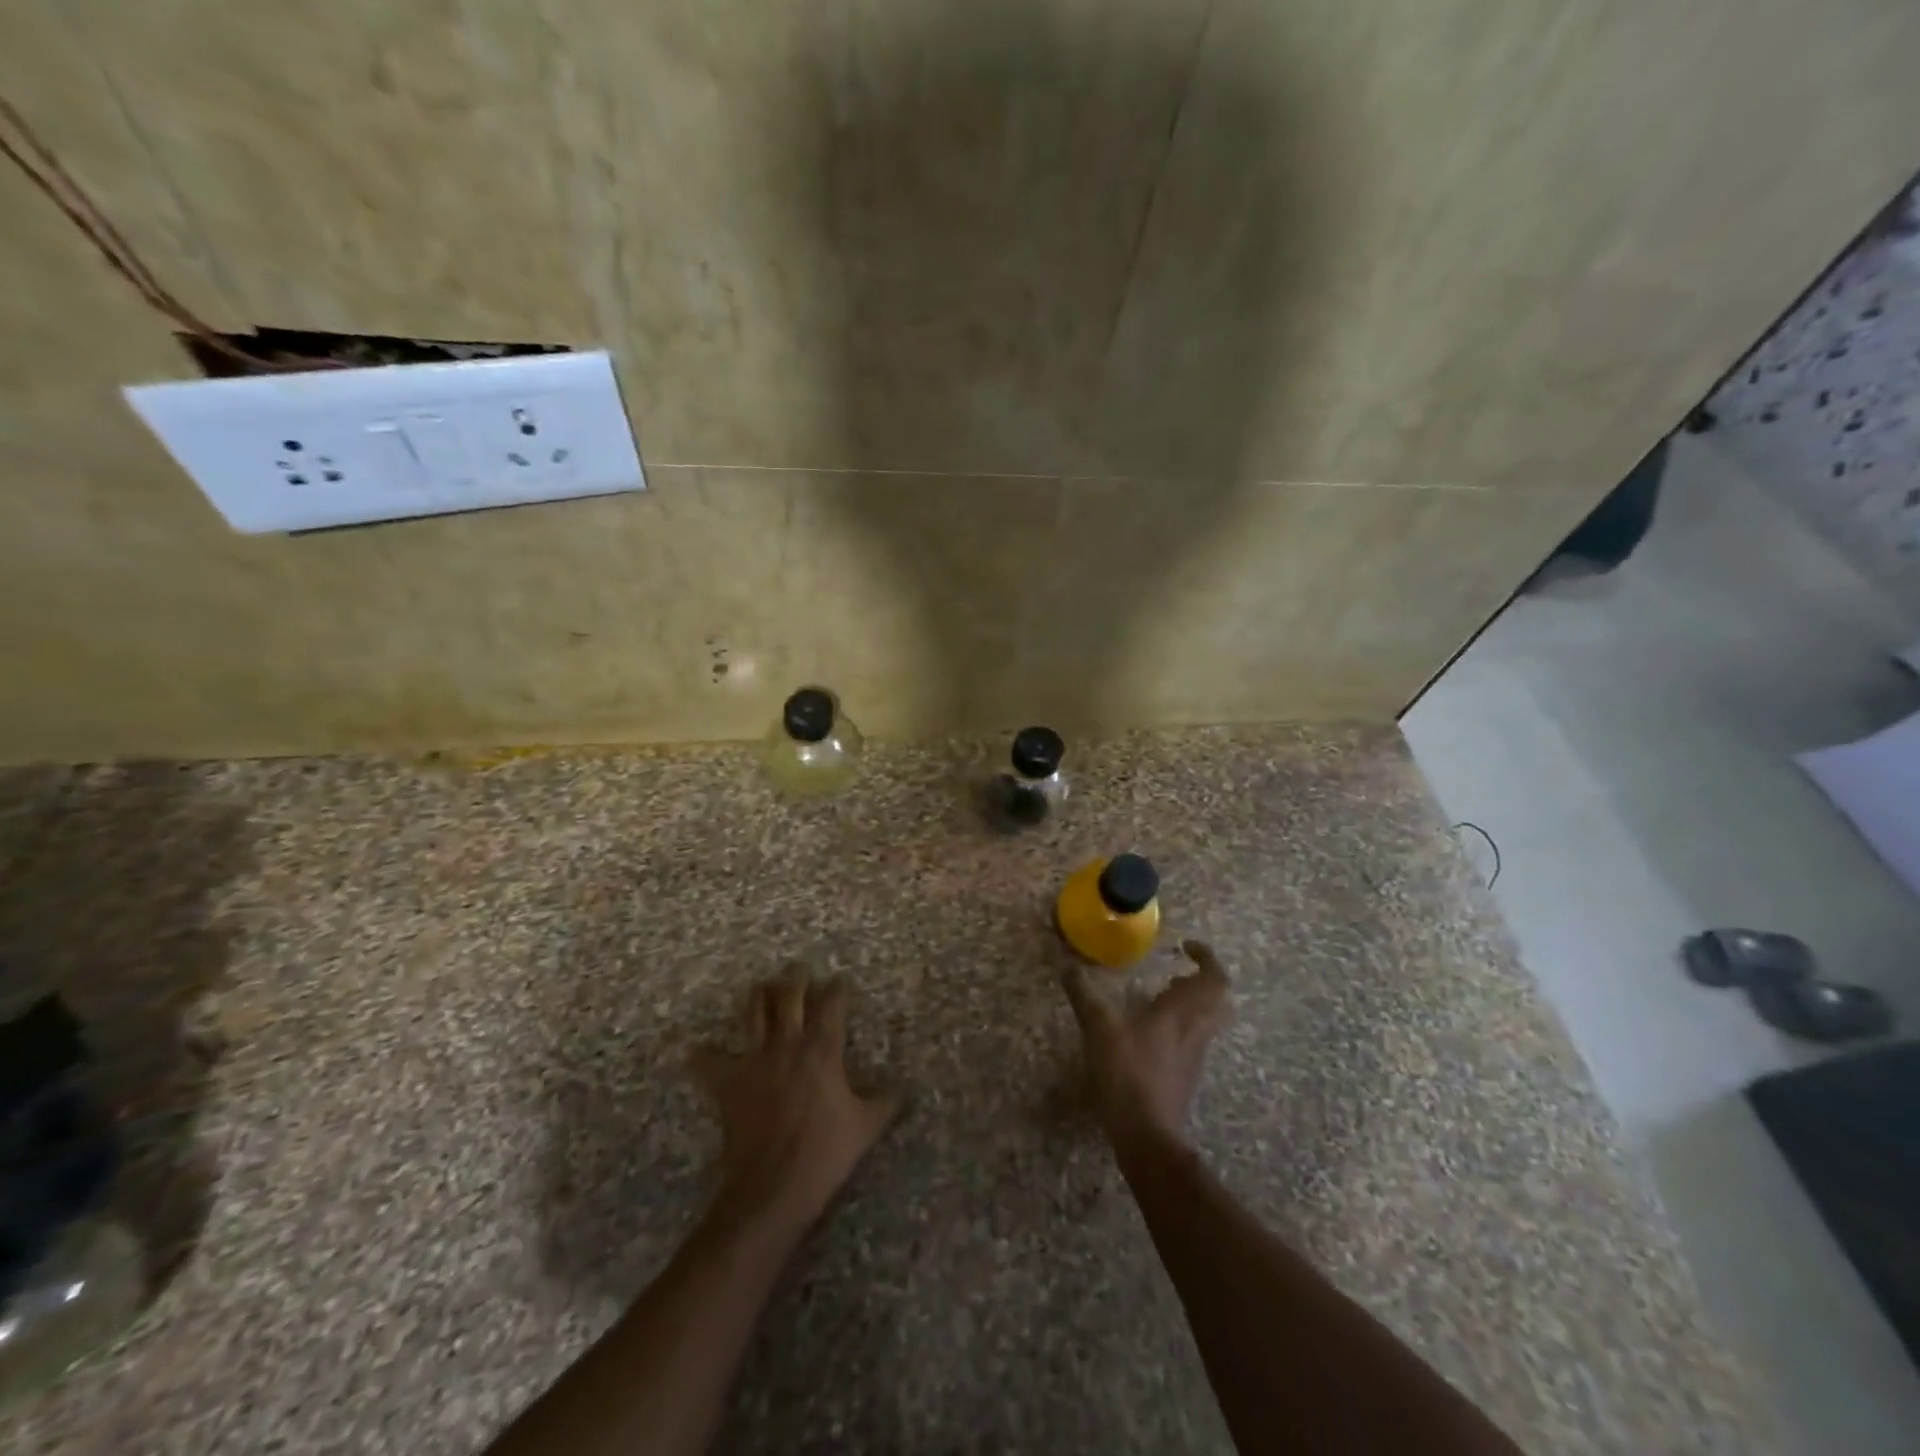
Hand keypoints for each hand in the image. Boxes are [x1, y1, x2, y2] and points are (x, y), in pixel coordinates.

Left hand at [690, 966, 892, 1231]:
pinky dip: (702, 1054)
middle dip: (795, 979)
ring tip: (762, 987)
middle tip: (798, 969)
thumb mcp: (866, 1127)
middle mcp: (788, 1045)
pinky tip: (696, 1049)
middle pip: (789, 997)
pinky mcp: (729, 1084)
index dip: (837, 989)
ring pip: (754, 1014)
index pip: (832, 1005)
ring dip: (758, 996)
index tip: (840, 982)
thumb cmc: (825, 1153)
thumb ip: (883, 1103)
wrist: (773, 1186)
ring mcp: (755, 1061)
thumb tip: (900, 1092)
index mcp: (823, 1050)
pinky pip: (709, 1062)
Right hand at [1063, 939, 1231, 1150]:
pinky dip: (1181, 1026)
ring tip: (1161, 996)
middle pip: (1218, 1000)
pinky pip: (1194, 1039)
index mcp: (1181, 1013)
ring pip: (1208, 1020)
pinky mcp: (1185, 1076)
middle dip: (1203, 981)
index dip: (1207, 958)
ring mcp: (1193, 1056)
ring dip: (1192, 1003)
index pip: (1213, 979)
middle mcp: (1195, 1031)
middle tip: (1177, 974)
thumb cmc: (1127, 1074)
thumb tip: (1067, 966)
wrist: (1147, 1135)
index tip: (1186, 947)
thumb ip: (1084, 995)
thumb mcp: (1099, 1028)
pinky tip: (1150, 1031)